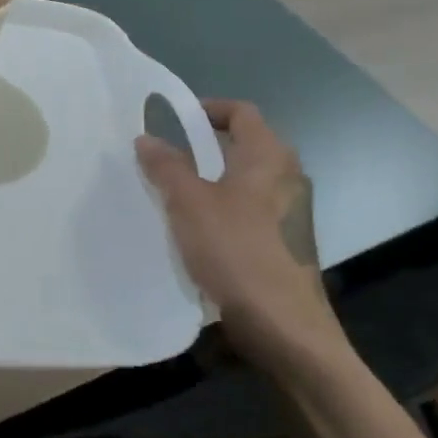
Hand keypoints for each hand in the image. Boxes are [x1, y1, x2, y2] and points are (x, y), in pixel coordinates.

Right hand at [135, 100, 345, 373]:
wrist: (286, 328)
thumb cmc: (237, 252)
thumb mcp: (189, 204)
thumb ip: (166, 167)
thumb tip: (147, 138)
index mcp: (268, 157)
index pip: (242, 112)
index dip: (208, 108)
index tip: (175, 119)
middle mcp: (286, 177)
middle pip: (245, 145)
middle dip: (205, 146)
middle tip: (167, 156)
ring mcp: (290, 213)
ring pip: (246, 180)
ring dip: (211, 179)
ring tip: (173, 192)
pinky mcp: (285, 243)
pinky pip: (249, 210)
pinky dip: (223, 208)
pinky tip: (197, 230)